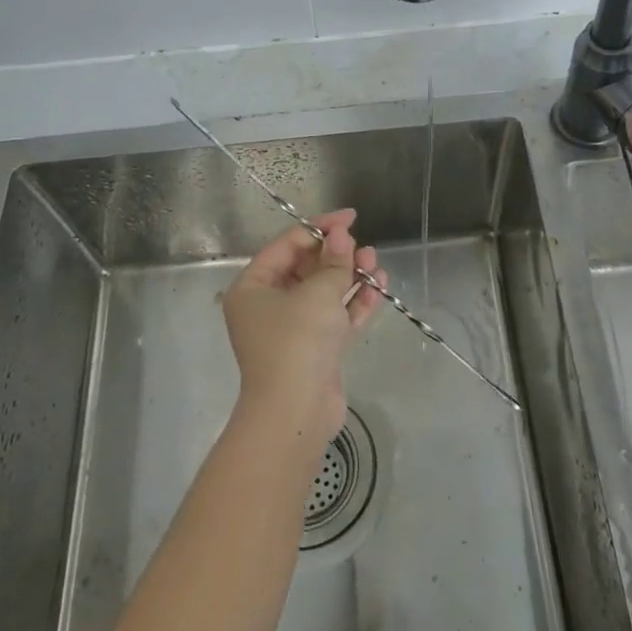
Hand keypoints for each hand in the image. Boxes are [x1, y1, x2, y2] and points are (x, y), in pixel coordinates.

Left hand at [222, 210, 385, 447]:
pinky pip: (336, 316)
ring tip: (376, 263)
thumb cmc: (297, 342)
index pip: (287, 245)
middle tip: (363, 247)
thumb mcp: (318, 293)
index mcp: (253, 287)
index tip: (350, 219)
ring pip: (324, 292)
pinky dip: (355, 303)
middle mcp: (268, 305)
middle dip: (337, 255)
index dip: (319, 228)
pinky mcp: (315, 349)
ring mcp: (293, 329)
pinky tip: (378, 287)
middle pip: (306, 268)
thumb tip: (341, 235)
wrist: (296, 412)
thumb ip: (334, 262)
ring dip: (350, 277)